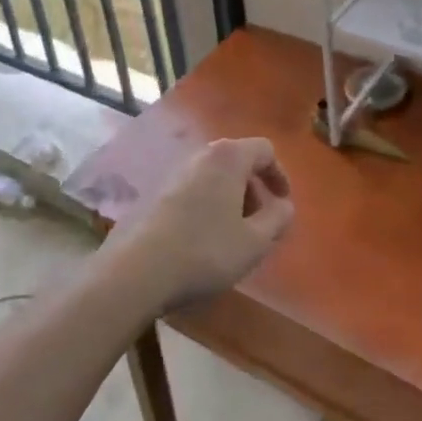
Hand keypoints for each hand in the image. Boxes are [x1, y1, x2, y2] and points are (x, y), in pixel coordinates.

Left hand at [108, 138, 294, 311]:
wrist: (137, 270)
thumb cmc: (205, 251)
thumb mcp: (254, 242)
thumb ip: (277, 219)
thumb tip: (284, 206)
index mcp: (228, 157)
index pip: (264, 150)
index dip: (279, 175)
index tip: (282, 204)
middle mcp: (201, 155)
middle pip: (238, 161)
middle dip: (254, 189)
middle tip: (259, 222)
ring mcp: (174, 172)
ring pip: (214, 176)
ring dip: (230, 199)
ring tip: (232, 235)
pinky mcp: (155, 193)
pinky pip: (193, 190)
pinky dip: (207, 206)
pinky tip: (202, 240)